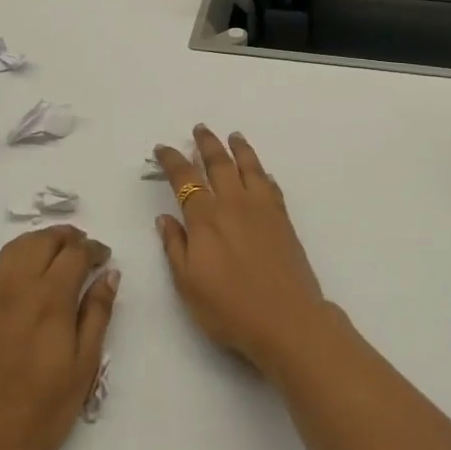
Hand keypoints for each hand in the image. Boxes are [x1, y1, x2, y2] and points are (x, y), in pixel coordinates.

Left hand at [0, 226, 117, 449]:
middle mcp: (15, 286)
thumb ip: (97, 315)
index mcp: (49, 299)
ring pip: (13, 248)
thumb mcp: (82, 370)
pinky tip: (16, 275)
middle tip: (82, 250)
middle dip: (67, 238)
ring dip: (38, 243)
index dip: (94, 249)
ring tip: (53, 256)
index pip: (75, 253)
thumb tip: (109, 275)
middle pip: (43, 240)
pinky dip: (7, 261)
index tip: (104, 258)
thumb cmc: (38, 417)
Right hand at [154, 126, 328, 375]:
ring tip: (233, 136)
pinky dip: (263, 174)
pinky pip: (271, 186)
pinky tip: (262, 173)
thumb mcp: (188, 285)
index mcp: (205, 219)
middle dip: (207, 143)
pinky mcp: (283, 219)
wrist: (288, 320)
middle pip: (219, 163)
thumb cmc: (230, 309)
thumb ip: (175, 247)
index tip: (162, 148)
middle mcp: (233, 204)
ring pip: (249, 167)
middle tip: (199, 129)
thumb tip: (165, 219)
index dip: (171, 160)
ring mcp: (262, 209)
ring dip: (239, 148)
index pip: (184, 178)